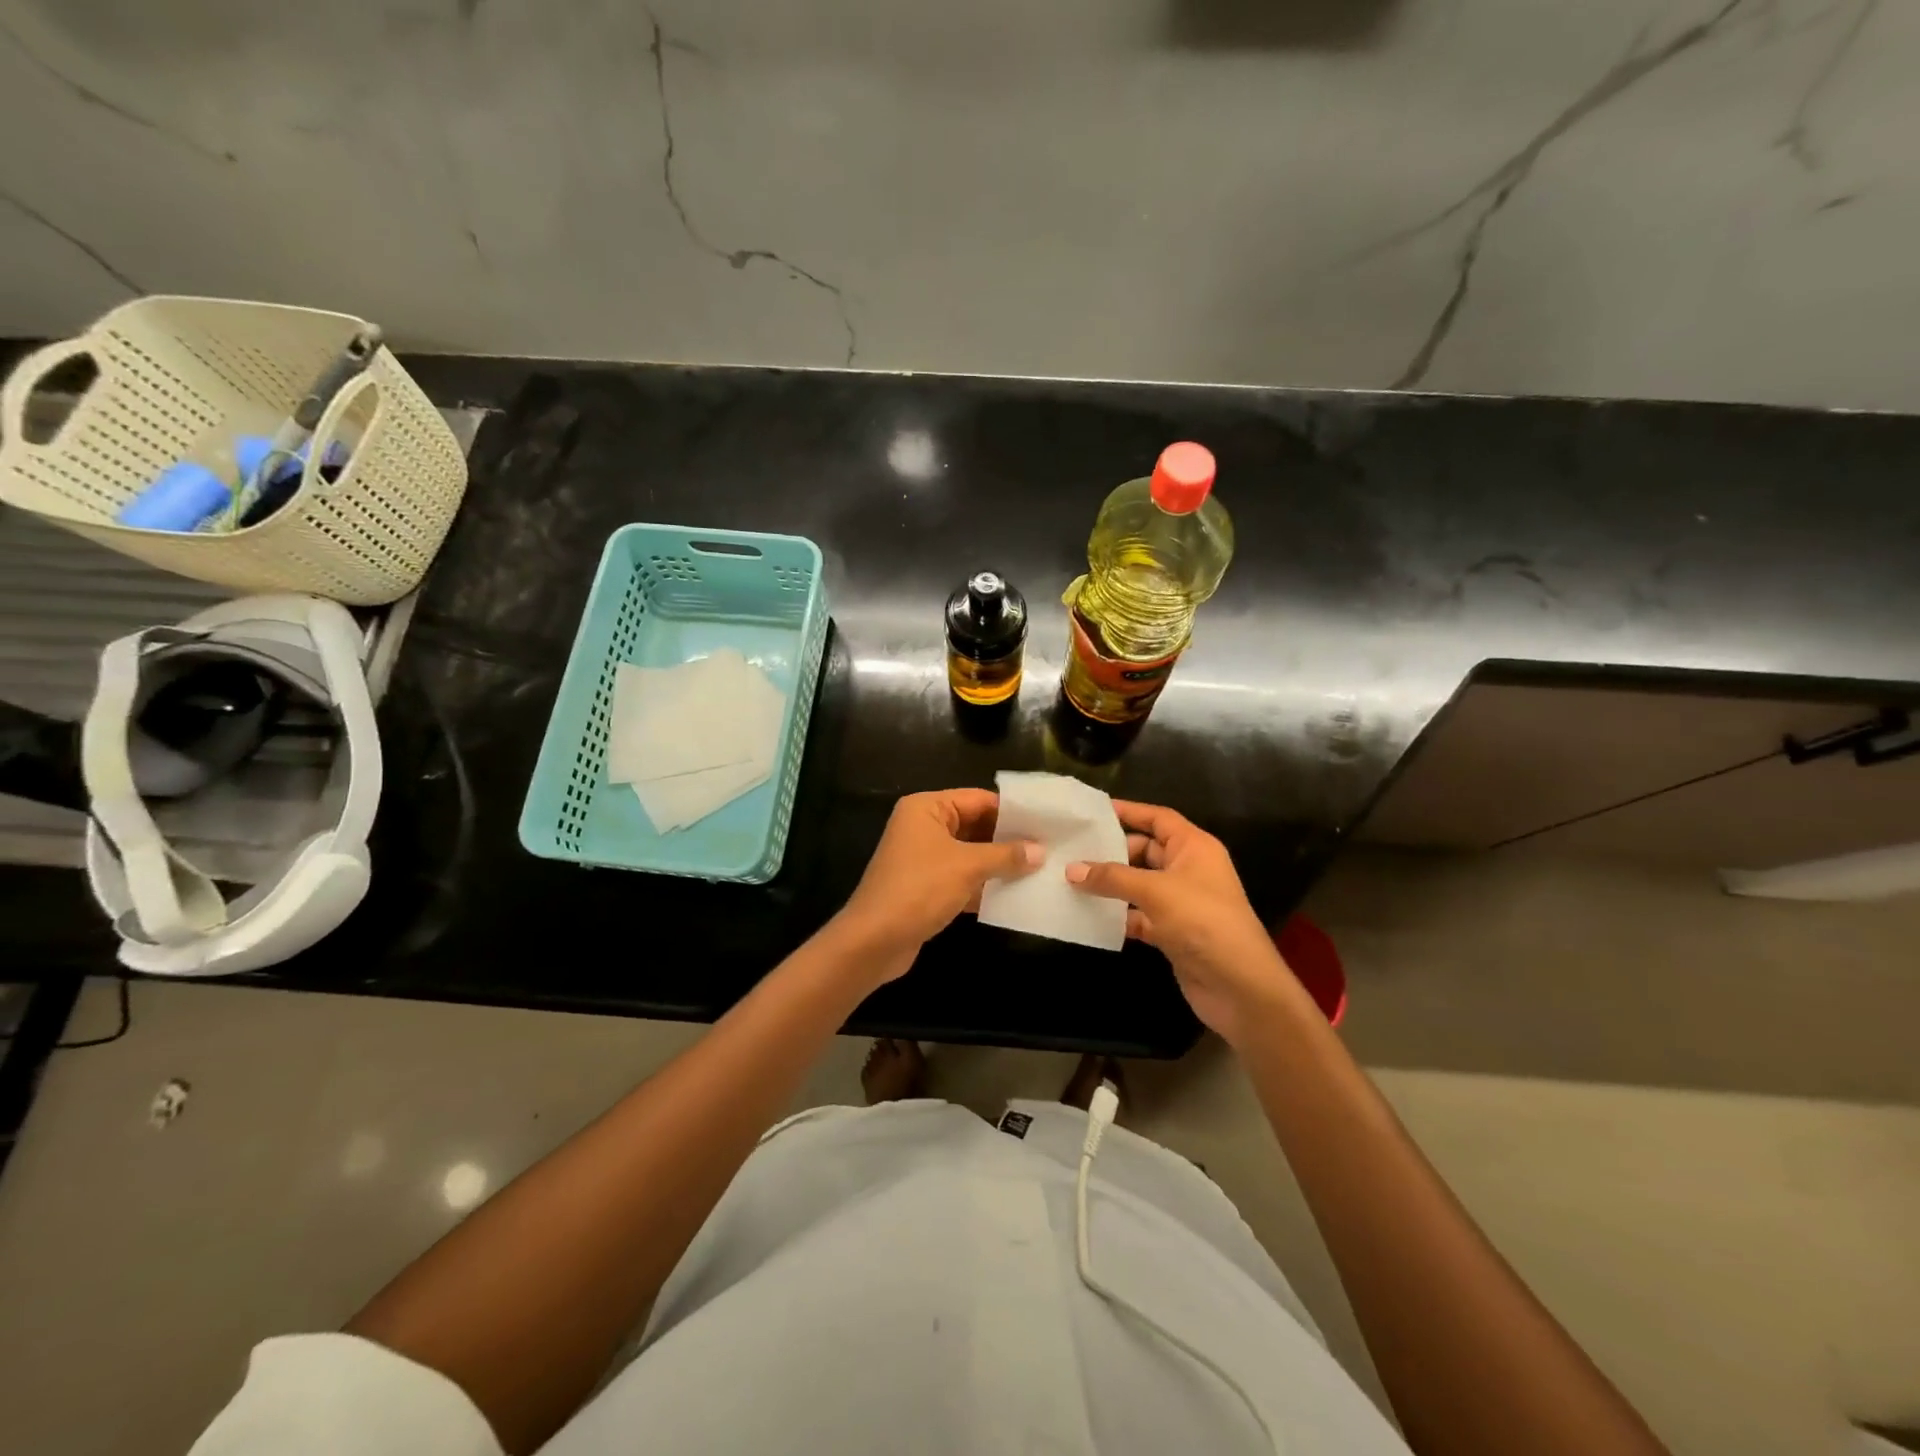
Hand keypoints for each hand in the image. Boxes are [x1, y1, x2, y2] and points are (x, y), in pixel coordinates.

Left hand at [834, 789, 1040, 985]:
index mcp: (926, 808)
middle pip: (974, 825)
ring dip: (998, 863)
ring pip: (970, 853)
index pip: (977, 799)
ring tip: (1040, 869)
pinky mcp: (926, 887)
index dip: (1011, 811)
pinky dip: (984, 885)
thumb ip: (1005, 855)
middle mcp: (923, 826)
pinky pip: (961, 878)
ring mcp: (923, 858)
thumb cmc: (919, 889)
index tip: (1046, 822)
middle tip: (1048, 847)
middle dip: (1008, 839)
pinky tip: (1014, 895)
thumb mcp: (967, 867)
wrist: (874, 941)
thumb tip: (1040, 851)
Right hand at [1066, 800, 1304, 1045]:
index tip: (1092, 811)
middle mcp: (1188, 869)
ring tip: (1069, 880)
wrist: (1240, 987)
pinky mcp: (1172, 932)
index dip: (1129, 811)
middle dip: (1111, 852)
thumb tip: (1071, 869)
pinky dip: (1117, 915)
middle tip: (1070, 851)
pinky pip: (1138, 915)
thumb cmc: (1203, 922)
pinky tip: (1088, 915)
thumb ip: (1112, 878)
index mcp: (1194, 847)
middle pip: (1144, 851)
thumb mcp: (1155, 891)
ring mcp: (1180, 902)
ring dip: (1110, 886)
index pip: (1158, 818)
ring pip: (1138, 885)